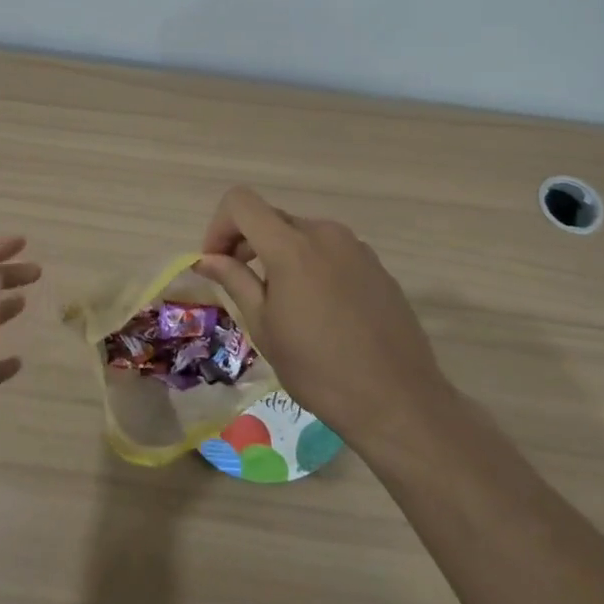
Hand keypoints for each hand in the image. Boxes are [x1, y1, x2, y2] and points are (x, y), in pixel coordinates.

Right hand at [195, 187, 450, 452]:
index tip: (217, 263)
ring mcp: (356, 247)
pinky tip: (319, 310)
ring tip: (282, 302)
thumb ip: (234, 281)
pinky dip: (311, 265)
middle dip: (247, 242)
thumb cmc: (318, 370)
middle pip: (271, 218)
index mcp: (291, 246)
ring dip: (280, 254)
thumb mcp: (264, 327)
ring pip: (302, 234)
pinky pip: (330, 251)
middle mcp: (324, 233)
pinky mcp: (376, 265)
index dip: (219, 226)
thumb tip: (206, 258)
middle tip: (241, 286)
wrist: (398, 400)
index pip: (241, 202)